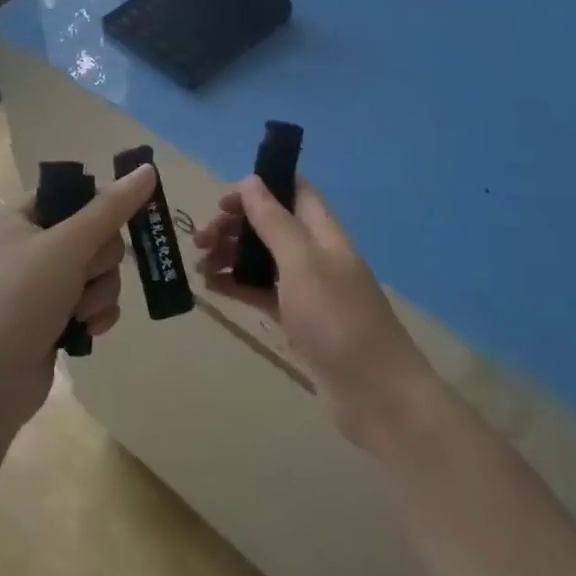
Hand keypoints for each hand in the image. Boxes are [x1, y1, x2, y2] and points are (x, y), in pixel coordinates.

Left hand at [0, 162, 158, 427]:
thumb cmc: (20, 300)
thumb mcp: (68, 246)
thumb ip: (111, 208)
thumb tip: (147, 168)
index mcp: (23, 215)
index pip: (77, 193)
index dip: (101, 208)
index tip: (118, 223)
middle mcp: (32, 243)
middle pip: (96, 233)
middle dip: (100, 262)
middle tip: (83, 276)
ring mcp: (43, 283)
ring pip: (101, 270)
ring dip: (100, 292)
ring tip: (80, 313)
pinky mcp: (54, 316)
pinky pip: (95, 301)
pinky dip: (96, 314)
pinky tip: (86, 331)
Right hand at [195, 177, 436, 448]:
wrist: (376, 395)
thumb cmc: (338, 319)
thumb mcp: (302, 263)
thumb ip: (275, 221)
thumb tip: (250, 180)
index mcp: (323, 233)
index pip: (293, 191)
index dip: (259, 187)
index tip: (222, 202)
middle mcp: (316, 255)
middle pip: (272, 225)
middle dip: (236, 225)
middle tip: (199, 240)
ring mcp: (308, 291)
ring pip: (264, 260)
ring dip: (232, 255)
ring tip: (198, 266)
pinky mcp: (300, 323)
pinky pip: (263, 294)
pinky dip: (239, 287)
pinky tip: (212, 289)